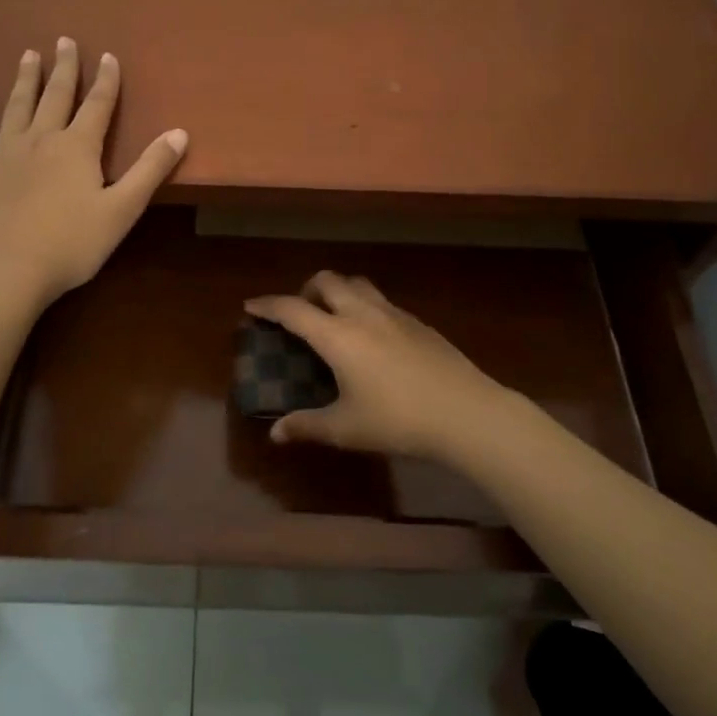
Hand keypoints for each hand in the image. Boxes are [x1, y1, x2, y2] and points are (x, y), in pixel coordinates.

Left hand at [0, 39, 187, 306]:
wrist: (7, 269)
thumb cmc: (72, 243)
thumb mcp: (122, 209)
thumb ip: (150, 169)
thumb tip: (180, 132)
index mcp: (78, 147)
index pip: (98, 104)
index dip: (106, 80)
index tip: (107, 55)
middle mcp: (42, 138)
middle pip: (56, 95)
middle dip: (64, 68)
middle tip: (64, 41)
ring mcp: (6, 152)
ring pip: (18, 106)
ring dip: (25, 79)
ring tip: (28, 55)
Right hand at [244, 272, 516, 460]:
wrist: (465, 412)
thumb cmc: (398, 420)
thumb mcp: (346, 429)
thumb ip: (308, 426)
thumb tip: (275, 434)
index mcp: (337, 335)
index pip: (293, 309)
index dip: (268, 305)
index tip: (251, 306)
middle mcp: (362, 314)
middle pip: (327, 281)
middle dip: (306, 289)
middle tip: (300, 312)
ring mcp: (394, 314)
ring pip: (357, 284)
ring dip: (338, 290)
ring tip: (335, 317)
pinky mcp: (418, 322)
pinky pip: (381, 300)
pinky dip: (365, 305)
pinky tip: (373, 336)